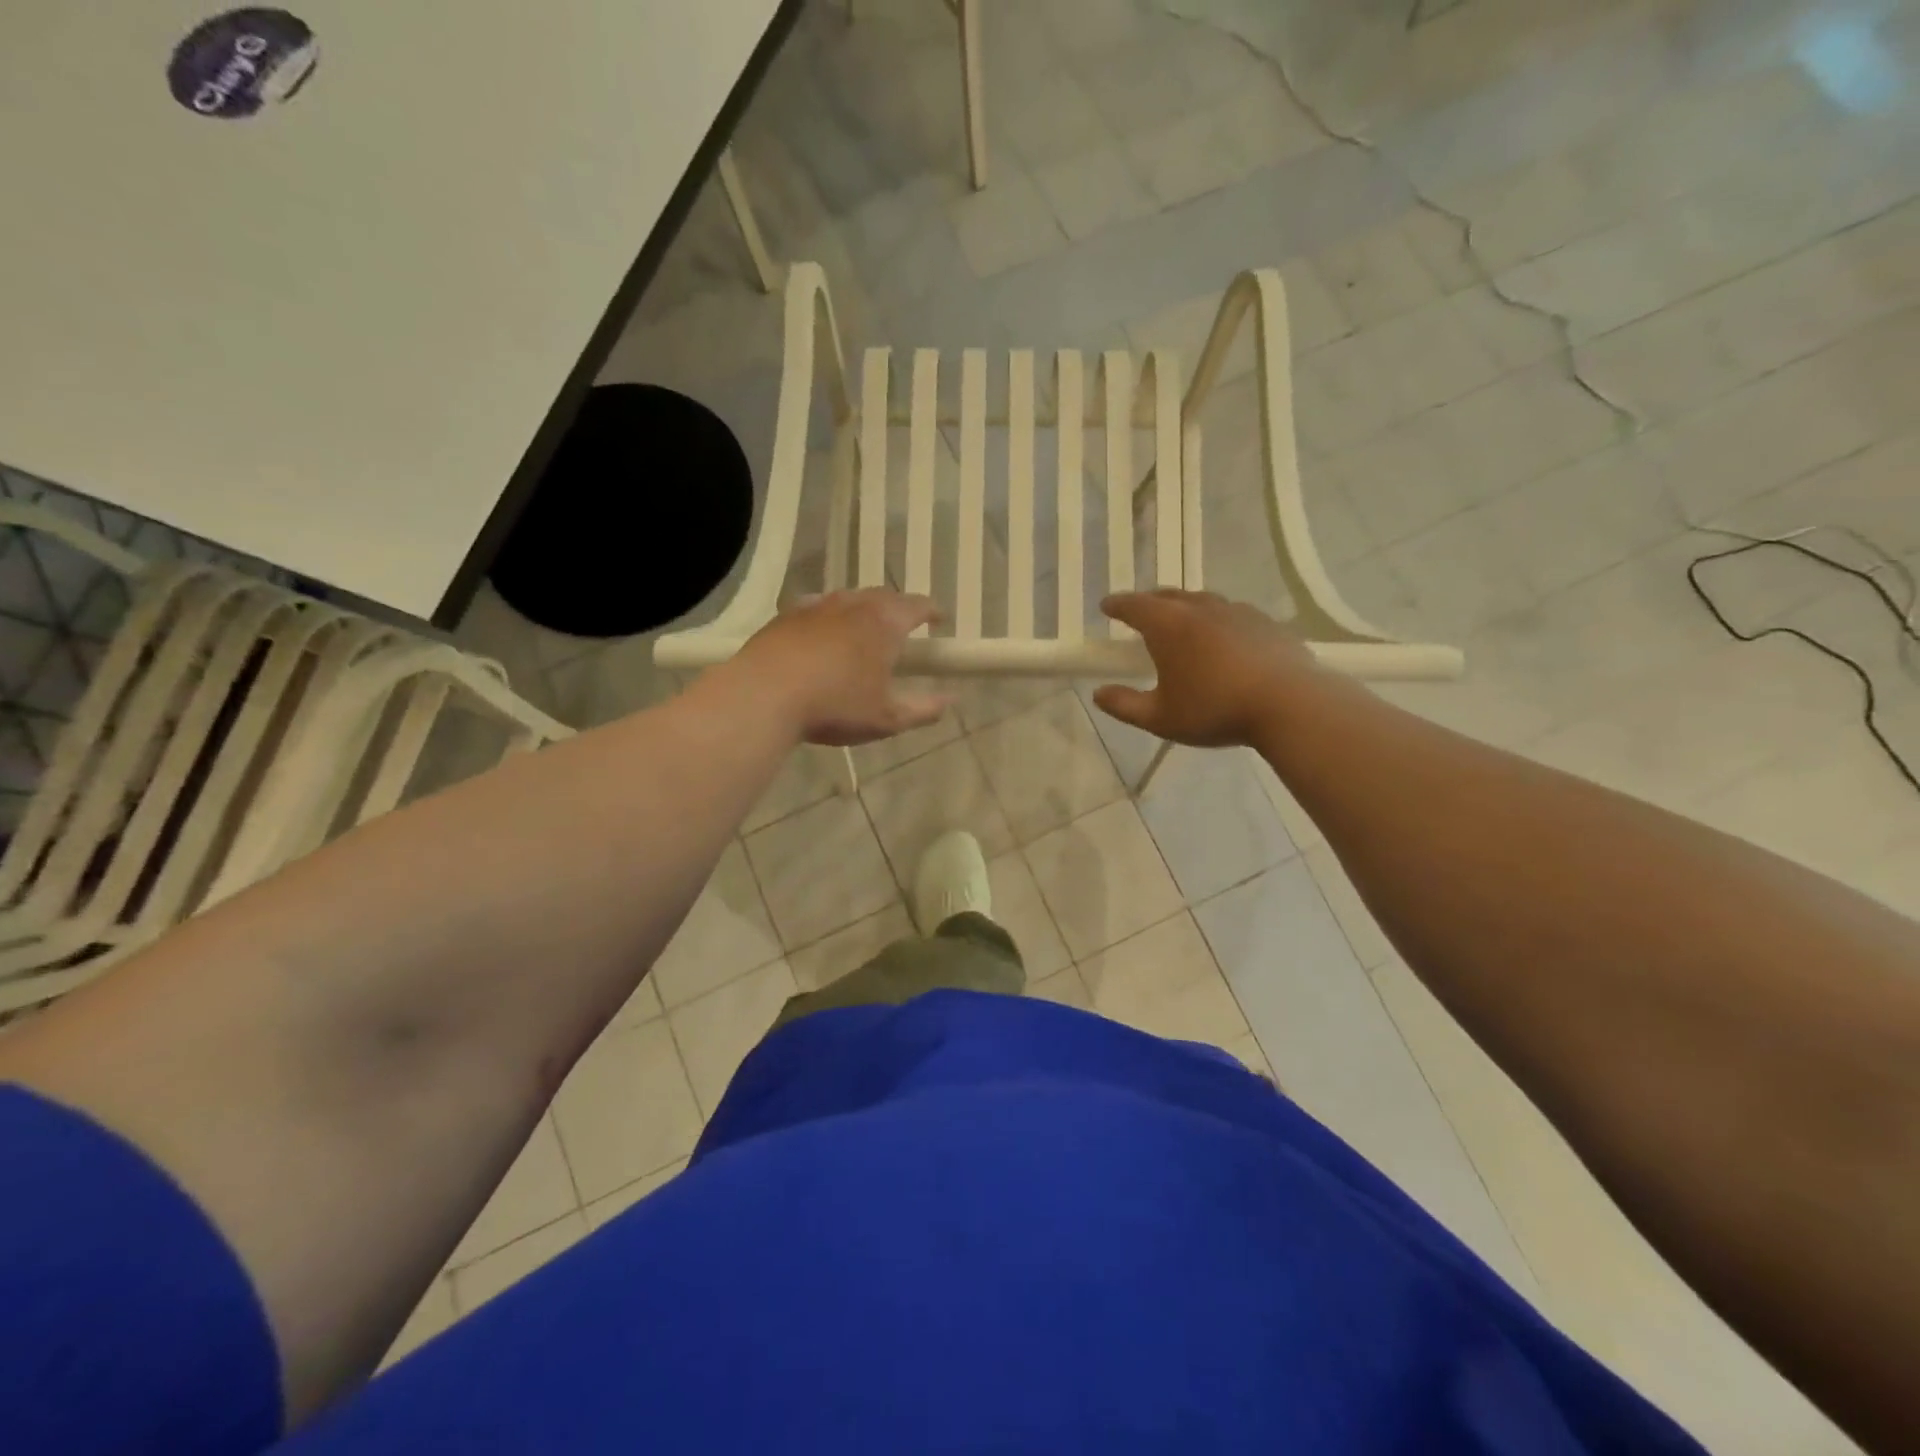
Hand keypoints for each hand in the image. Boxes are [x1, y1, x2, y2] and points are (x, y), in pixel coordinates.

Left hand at [733, 589, 952, 746]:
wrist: (764, 696)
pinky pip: (817, 607)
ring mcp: (817, 606)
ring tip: (864, 629)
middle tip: (903, 627)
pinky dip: (829, 616)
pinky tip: (823, 632)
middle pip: (883, 596)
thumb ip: (924, 709)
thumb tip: (951, 700)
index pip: (917, 605)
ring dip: (863, 609)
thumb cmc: (835, 705)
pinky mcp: (786, 615)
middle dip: (898, 608)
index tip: (938, 619)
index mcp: (884, 623)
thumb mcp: (887, 718)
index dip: (932, 611)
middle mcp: (853, 604)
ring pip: (849, 598)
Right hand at [1092, 590, 1318, 747]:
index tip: (1106, 606)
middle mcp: (1200, 608)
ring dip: (1184, 608)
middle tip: (1139, 614)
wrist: (1289, 703)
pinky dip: (1216, 621)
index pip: (1134, 606)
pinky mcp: (1265, 622)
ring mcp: (1236, 611)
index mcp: (1168, 626)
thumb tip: (1098, 694)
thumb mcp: (1160, 717)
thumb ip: (1125, 705)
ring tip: (1181, 623)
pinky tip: (1222, 639)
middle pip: (1168, 596)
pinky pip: (1231, 614)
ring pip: (1202, 601)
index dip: (1117, 605)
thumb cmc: (1215, 709)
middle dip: (1149, 602)